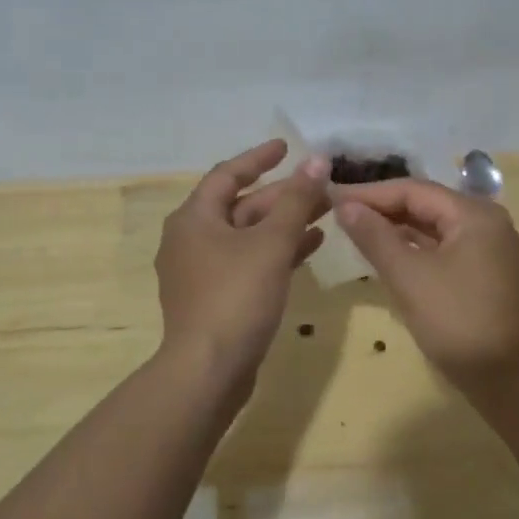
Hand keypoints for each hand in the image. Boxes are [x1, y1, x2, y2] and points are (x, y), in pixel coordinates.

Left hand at [155, 140, 330, 391]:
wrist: (208, 371)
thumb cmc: (236, 296)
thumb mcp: (271, 243)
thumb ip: (296, 200)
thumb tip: (317, 161)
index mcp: (194, 218)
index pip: (227, 174)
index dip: (259, 158)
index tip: (287, 147)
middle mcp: (191, 239)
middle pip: (242, 206)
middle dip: (283, 196)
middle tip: (322, 187)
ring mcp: (202, 271)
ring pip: (248, 236)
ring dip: (285, 224)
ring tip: (326, 213)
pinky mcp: (215, 298)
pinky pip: (248, 262)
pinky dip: (277, 252)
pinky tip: (311, 248)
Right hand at [335, 180, 518, 389]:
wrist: (509, 380)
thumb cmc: (458, 321)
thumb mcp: (409, 277)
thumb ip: (375, 237)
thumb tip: (345, 206)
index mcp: (473, 214)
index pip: (412, 190)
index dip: (369, 193)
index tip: (331, 197)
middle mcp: (484, 221)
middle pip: (423, 204)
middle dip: (381, 207)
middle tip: (337, 212)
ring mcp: (485, 247)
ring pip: (431, 226)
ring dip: (394, 227)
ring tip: (353, 228)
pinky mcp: (481, 271)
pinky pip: (440, 246)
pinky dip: (411, 247)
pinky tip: (383, 251)